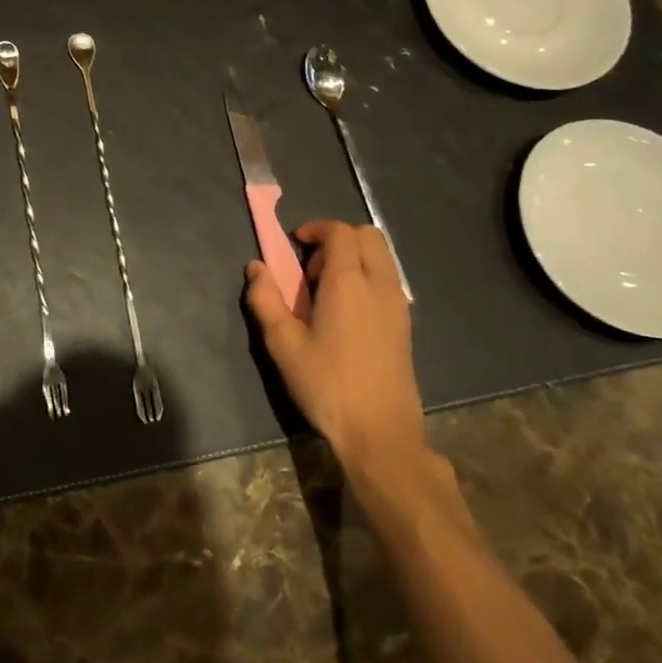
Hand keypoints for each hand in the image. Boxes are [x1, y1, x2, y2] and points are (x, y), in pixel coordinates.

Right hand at [244, 220, 422, 474]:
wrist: (380, 433)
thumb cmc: (327, 385)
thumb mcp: (284, 344)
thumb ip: (266, 300)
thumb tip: (256, 267)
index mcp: (348, 282)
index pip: (340, 232)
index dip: (316, 228)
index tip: (294, 244)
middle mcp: (379, 285)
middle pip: (368, 236)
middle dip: (338, 239)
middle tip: (310, 269)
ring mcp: (398, 305)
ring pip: (381, 257)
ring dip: (354, 258)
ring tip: (326, 293)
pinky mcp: (405, 325)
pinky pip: (387, 281)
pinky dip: (367, 279)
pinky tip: (346, 315)